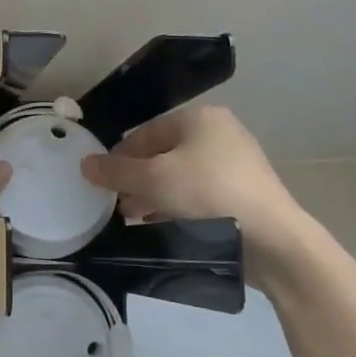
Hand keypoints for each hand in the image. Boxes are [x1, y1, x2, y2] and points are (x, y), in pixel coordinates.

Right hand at [80, 107, 307, 263]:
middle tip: (116, 205)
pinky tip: (162, 227)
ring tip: (134, 220)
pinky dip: (177, 207)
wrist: (271, 238)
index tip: (101, 184)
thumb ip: (116, 171)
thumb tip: (85, 164)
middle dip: (136, 180)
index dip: (118, 158)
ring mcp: (236, 163)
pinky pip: (199, 194)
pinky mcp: (243, 193)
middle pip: (162, 155)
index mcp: (200, 118)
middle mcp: (220, 133)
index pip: (144, 133)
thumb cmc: (207, 194)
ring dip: (153, 196)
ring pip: (180, 177)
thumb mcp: (152, 180)